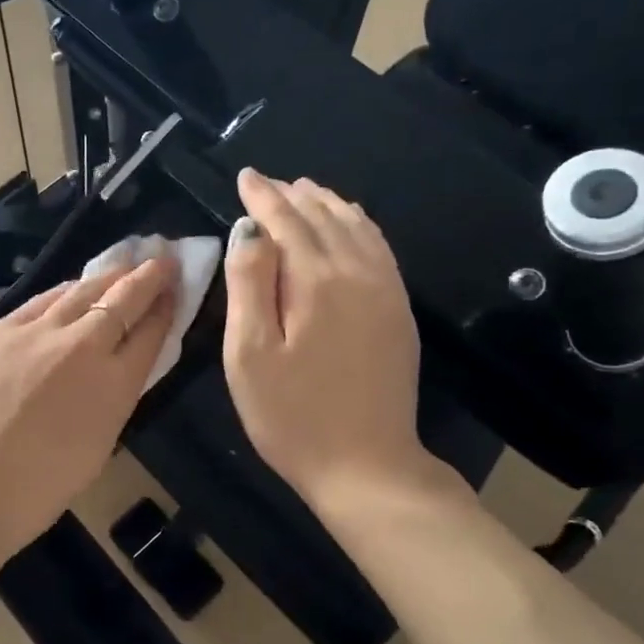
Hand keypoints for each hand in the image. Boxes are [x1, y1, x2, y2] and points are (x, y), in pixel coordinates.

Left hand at [0, 254, 177, 593]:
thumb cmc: (32, 493)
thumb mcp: (95, 450)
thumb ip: (111, 401)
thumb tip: (116, 371)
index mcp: (113, 385)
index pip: (150, 333)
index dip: (166, 308)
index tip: (176, 290)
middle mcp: (81, 346)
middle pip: (122, 299)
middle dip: (147, 276)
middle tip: (163, 259)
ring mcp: (36, 332)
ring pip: (81, 289)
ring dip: (108, 276)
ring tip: (124, 265)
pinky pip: (42, 299)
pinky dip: (65, 291)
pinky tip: (71, 287)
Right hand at [222, 168, 461, 515]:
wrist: (367, 467)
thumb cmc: (291, 415)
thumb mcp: (249, 353)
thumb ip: (249, 284)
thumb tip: (249, 229)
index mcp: (317, 281)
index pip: (286, 221)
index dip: (263, 196)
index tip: (245, 176)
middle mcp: (358, 274)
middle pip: (324, 217)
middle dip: (293, 195)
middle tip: (267, 182)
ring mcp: (386, 292)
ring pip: (357, 228)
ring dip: (328, 205)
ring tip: (305, 191)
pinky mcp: (398, 313)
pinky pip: (380, 250)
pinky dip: (360, 226)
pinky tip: (350, 225)